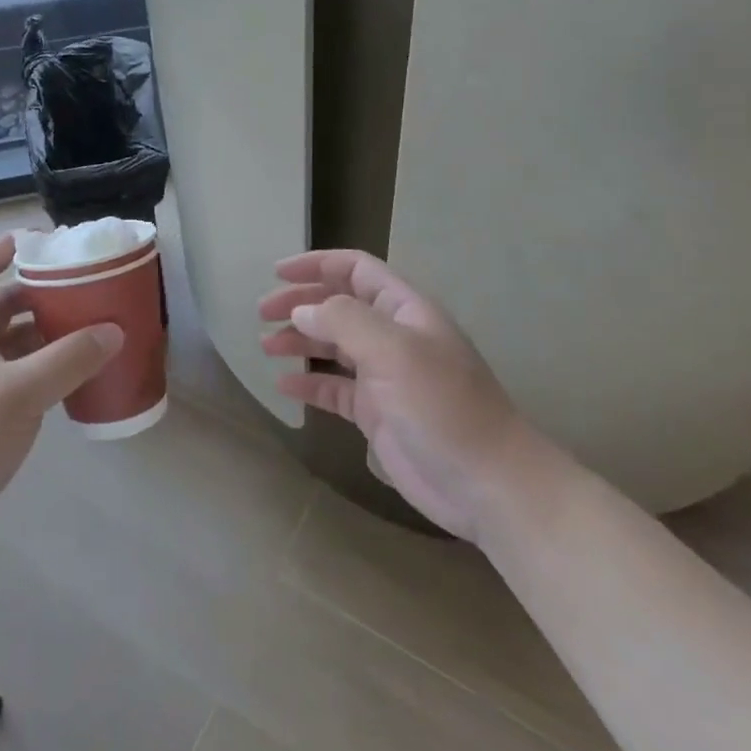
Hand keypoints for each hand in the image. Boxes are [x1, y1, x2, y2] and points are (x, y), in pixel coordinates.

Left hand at [0, 234, 122, 557]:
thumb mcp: (21, 391)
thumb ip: (69, 359)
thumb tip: (113, 331)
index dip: (0, 251)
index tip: (36, 240)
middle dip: (35, 295)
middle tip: (76, 289)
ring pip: (9, 346)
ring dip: (41, 335)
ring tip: (84, 329)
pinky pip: (15, 379)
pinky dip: (41, 371)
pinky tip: (71, 379)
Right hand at [260, 250, 535, 541]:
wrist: (488, 485)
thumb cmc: (443, 406)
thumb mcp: (394, 351)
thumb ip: (344, 322)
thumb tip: (301, 311)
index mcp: (405, 311)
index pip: (356, 270)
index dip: (317, 265)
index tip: (277, 273)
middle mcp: (394, 337)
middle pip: (339, 306)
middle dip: (301, 304)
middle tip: (262, 313)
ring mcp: (386, 377)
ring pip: (333, 347)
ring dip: (300, 341)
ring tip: (266, 346)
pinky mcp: (378, 414)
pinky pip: (335, 389)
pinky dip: (309, 385)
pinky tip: (284, 387)